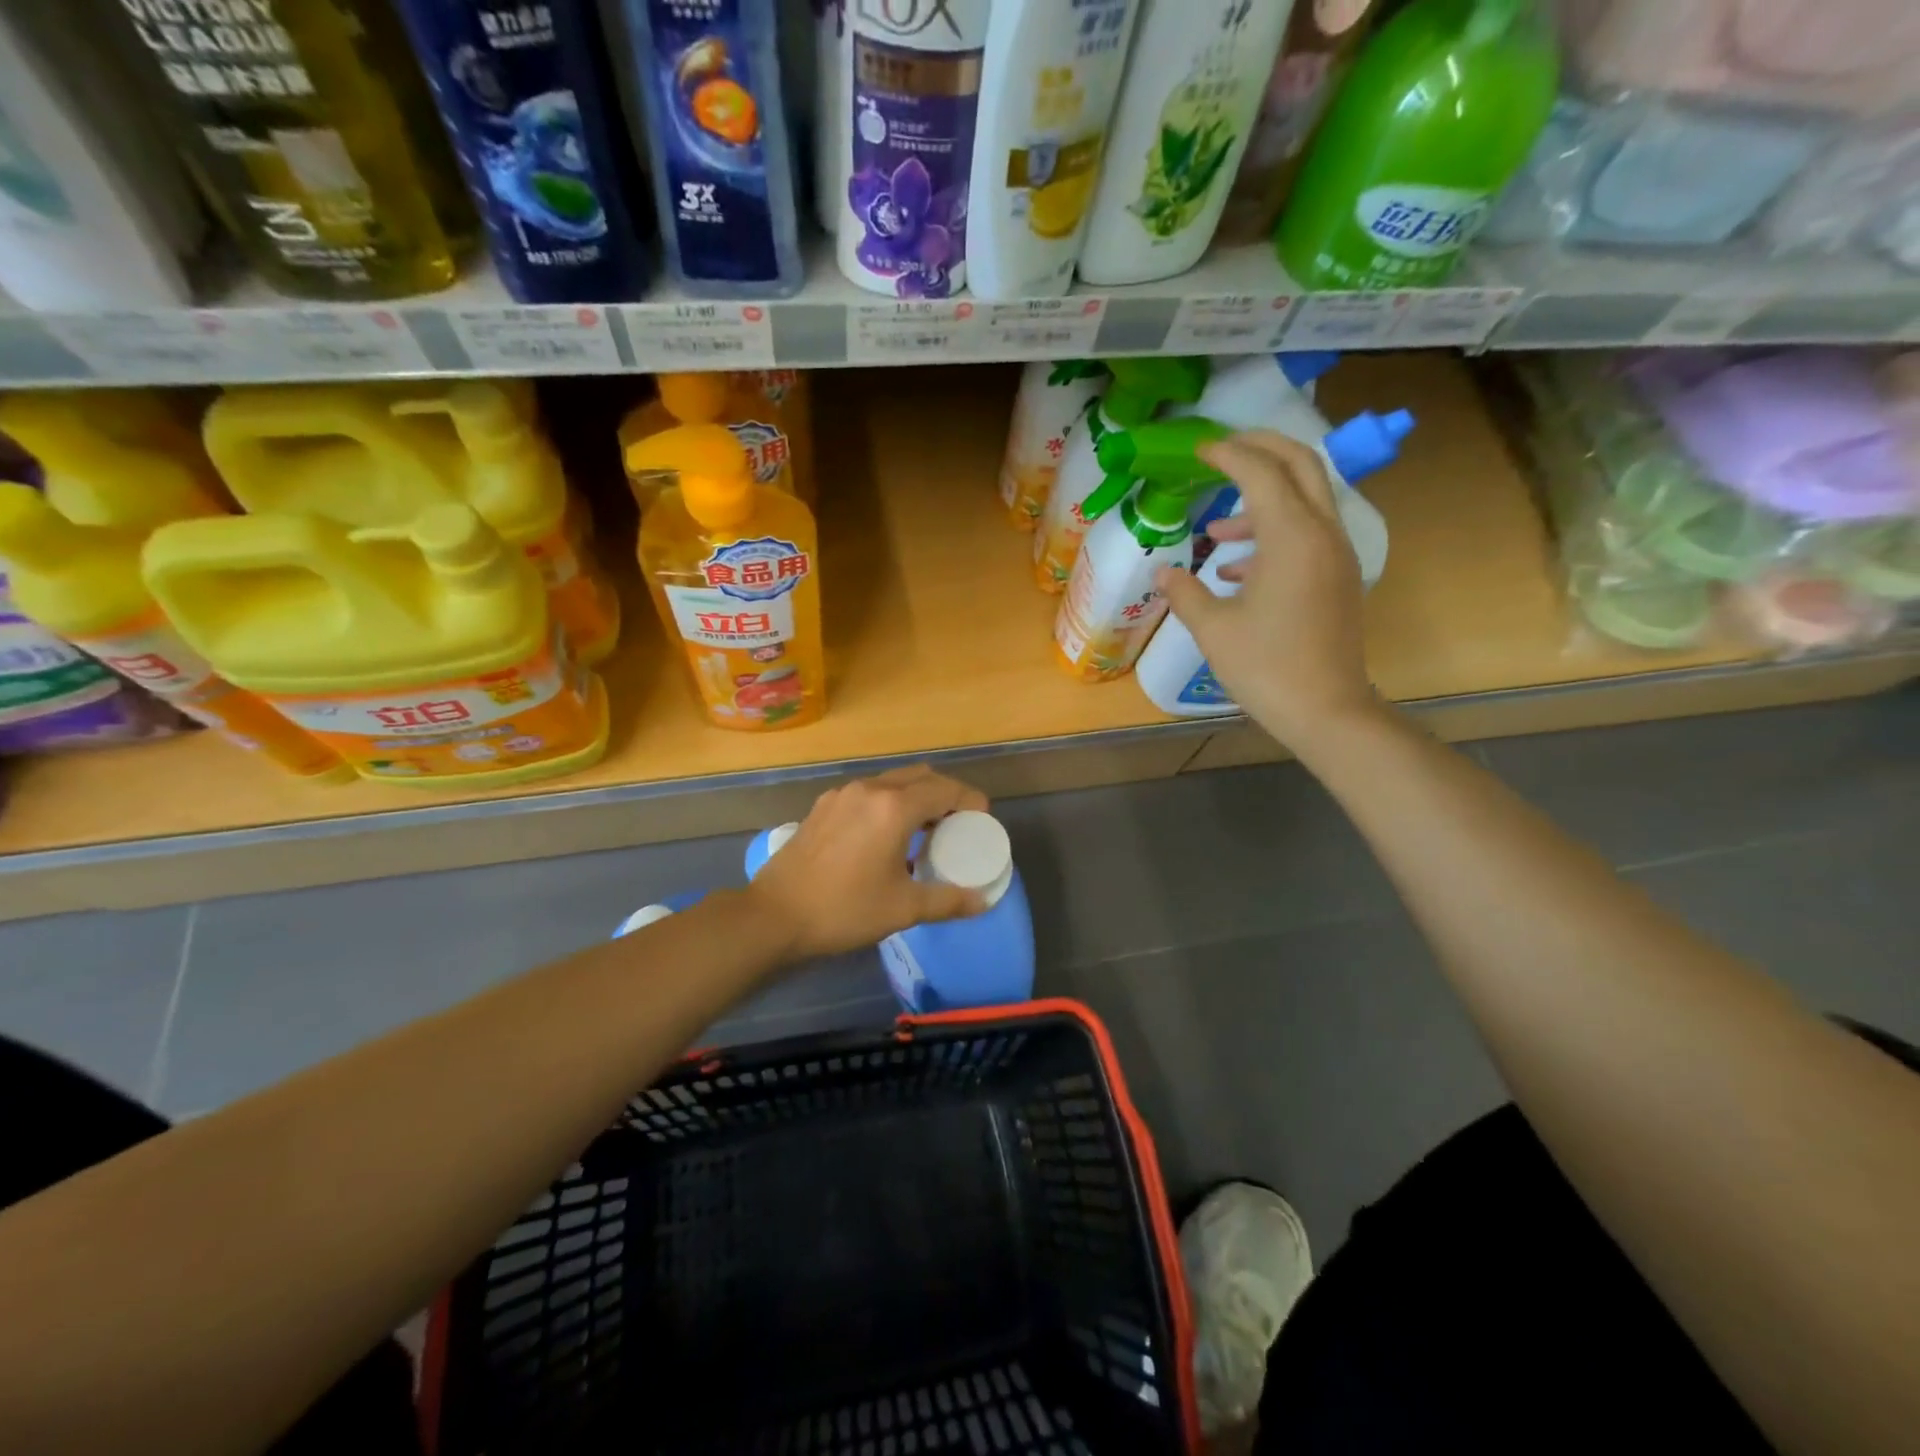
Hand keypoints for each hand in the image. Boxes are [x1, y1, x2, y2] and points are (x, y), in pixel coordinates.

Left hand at [746, 765, 990, 960]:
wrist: (773, 915)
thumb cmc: (844, 910)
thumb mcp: (903, 909)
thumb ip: (947, 901)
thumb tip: (982, 902)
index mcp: (894, 807)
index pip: (945, 789)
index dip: (970, 800)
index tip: (981, 820)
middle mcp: (869, 789)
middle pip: (920, 777)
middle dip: (945, 794)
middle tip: (956, 824)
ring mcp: (842, 795)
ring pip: (891, 781)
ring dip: (915, 796)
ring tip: (923, 830)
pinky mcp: (822, 806)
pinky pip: (867, 793)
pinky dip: (887, 803)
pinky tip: (884, 836)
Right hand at [1154, 430, 1380, 752]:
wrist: (1326, 710)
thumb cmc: (1266, 667)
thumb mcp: (1213, 629)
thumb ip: (1184, 591)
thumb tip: (1162, 572)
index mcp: (1292, 537)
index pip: (1261, 472)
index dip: (1227, 454)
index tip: (1198, 450)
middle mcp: (1322, 533)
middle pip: (1301, 465)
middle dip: (1262, 449)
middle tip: (1223, 449)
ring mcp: (1337, 555)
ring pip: (1306, 500)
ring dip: (1264, 499)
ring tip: (1217, 528)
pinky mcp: (1339, 578)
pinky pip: (1308, 535)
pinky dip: (1275, 534)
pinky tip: (1235, 569)